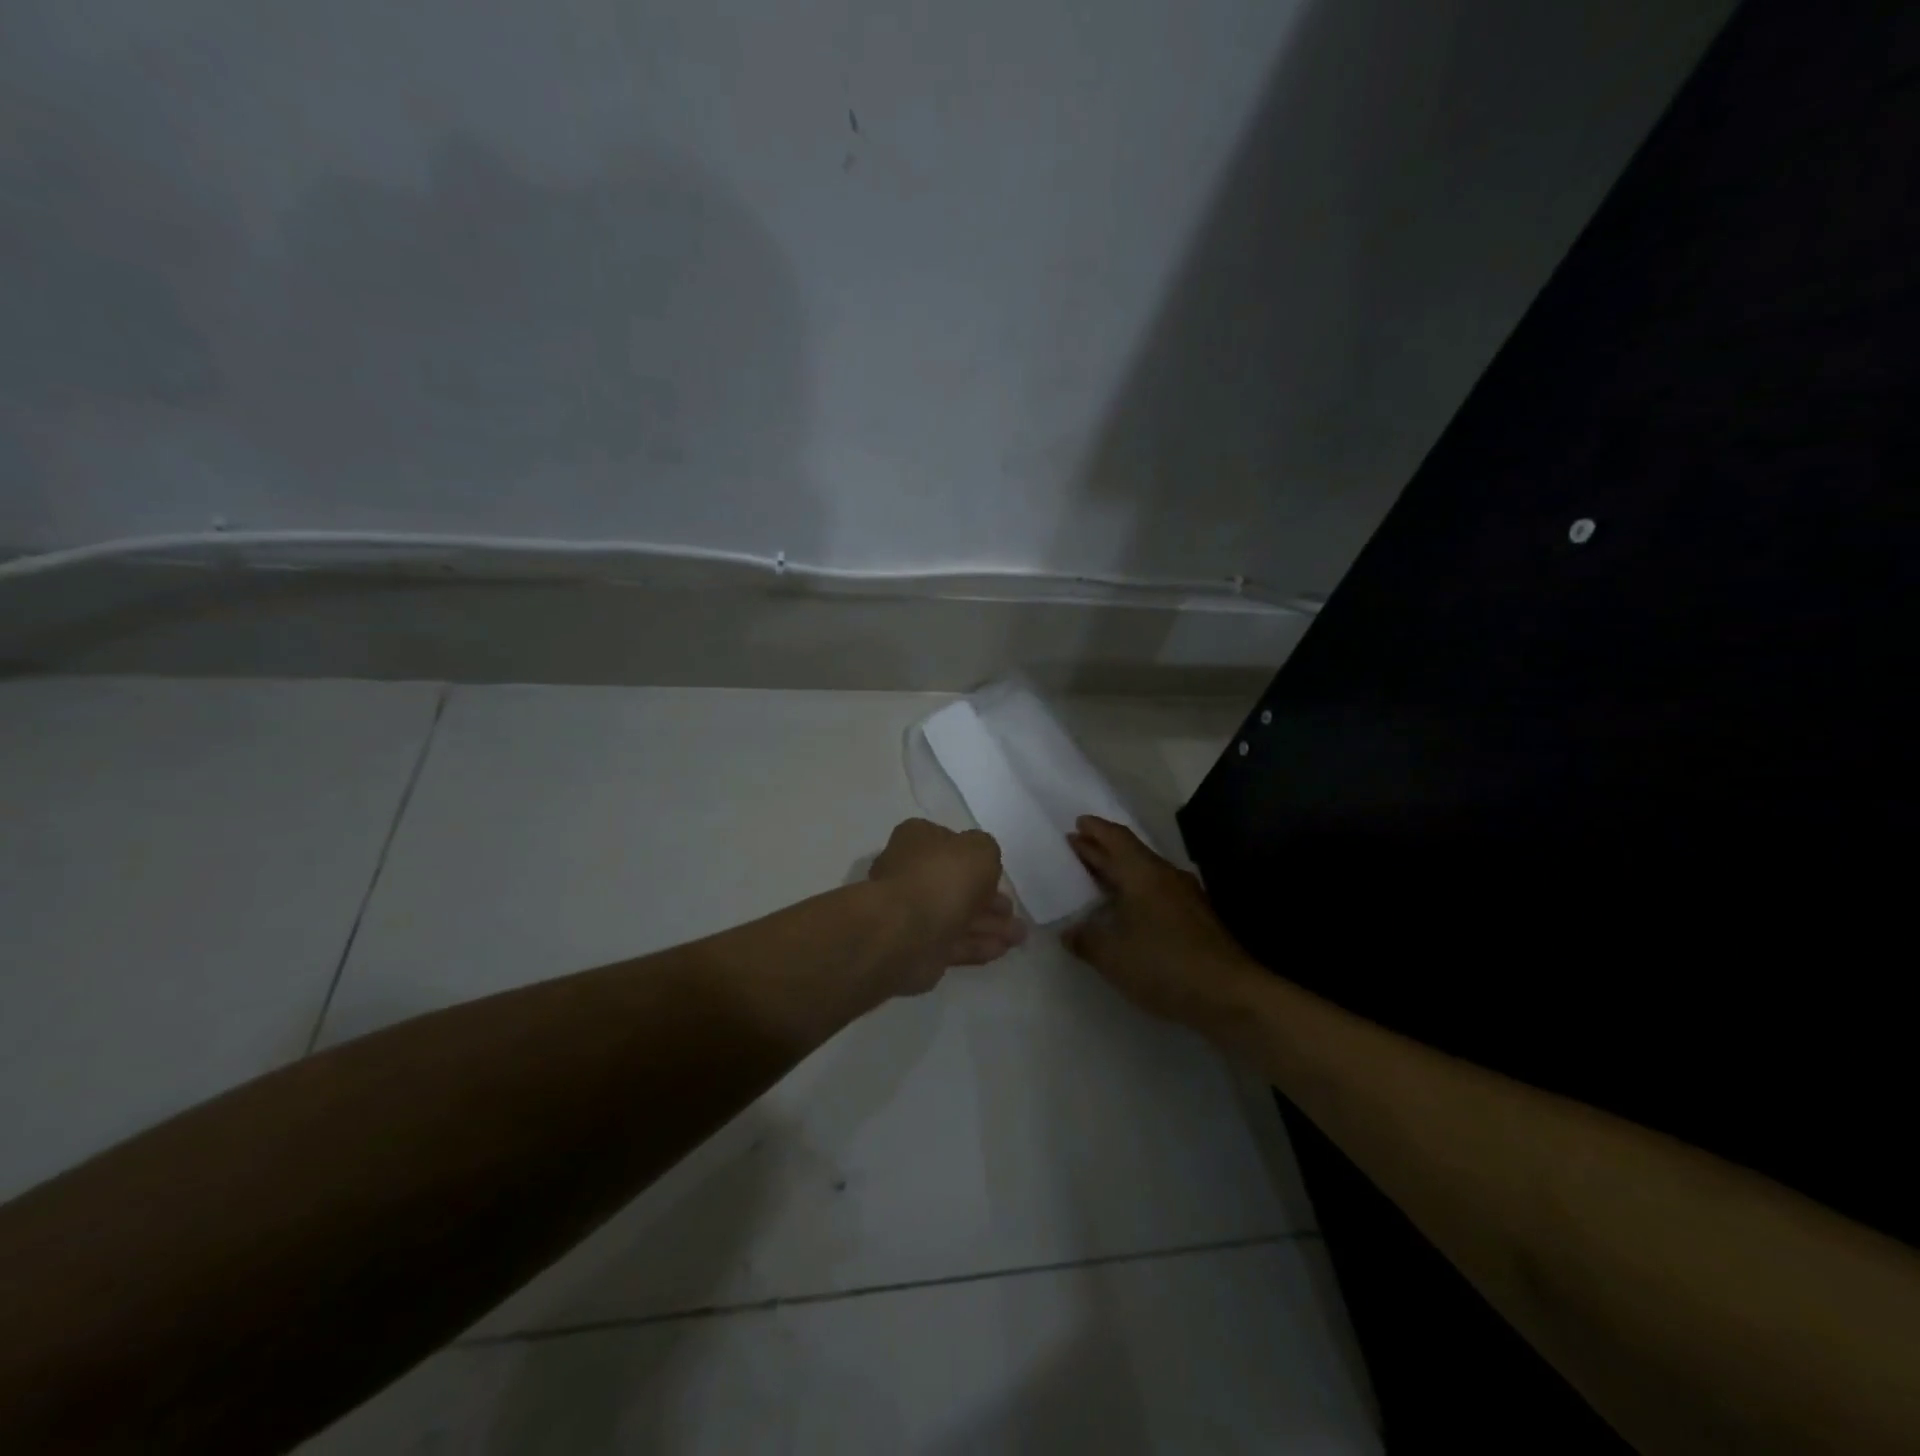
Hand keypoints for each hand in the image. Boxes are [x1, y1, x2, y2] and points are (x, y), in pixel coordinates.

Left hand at [869, 819, 1025, 993]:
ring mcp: (913, 910)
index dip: (976, 857)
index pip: (949, 843)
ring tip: (1019, 937)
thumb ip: (987, 850)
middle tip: (1013, 911)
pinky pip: (954, 942)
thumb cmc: (942, 878)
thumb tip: (981, 863)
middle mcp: (912, 872)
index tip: (998, 872)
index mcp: (918, 840)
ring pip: (958, 915)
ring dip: (990, 925)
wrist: (904, 932)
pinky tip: (1002, 950)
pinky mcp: (918, 945)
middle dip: (990, 899)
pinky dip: (977, 944)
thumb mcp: (979, 849)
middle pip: (956, 883)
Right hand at [1064, 816, 1263, 1029]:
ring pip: (1145, 874)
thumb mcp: (1111, 955)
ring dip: (1120, 873)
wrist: (1230, 995)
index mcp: (1143, 873)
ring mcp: (1186, 898)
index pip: (1116, 839)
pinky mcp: (1197, 920)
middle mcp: (1166, 876)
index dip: (1095, 830)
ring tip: (1096, 879)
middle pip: (1130, 853)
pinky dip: (1136, 894)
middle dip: (1102, 849)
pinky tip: (1127, 912)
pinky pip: (1158, 894)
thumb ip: (1085, 939)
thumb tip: (1069, 931)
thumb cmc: (1163, 964)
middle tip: (1076, 846)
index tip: (1077, 823)